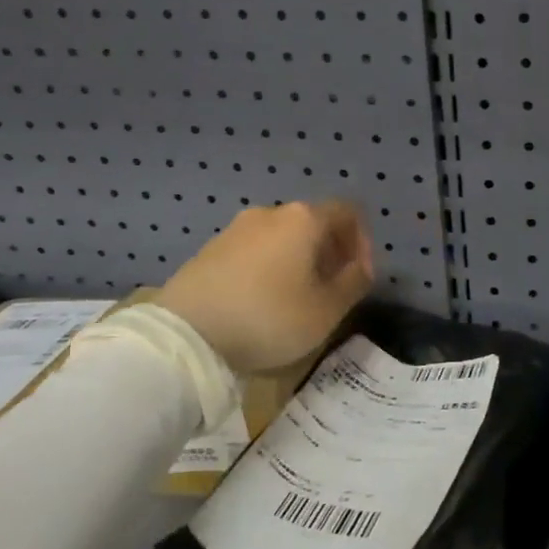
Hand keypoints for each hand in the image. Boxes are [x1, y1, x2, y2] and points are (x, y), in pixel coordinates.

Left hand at [157, 202, 373, 374]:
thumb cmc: (268, 318)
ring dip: (298, 260)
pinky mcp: (209, 249)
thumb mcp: (326, 310)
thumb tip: (361, 267)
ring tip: (297, 297)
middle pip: (313, 223)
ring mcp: (235, 229)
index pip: (347, 213)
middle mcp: (270, 213)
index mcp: (303, 219)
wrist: (186, 336)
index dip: (362, 241)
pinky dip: (269, 267)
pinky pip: (254, 251)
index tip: (360, 275)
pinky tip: (262, 300)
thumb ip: (354, 282)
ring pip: (282, 237)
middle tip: (332, 288)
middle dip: (330, 252)